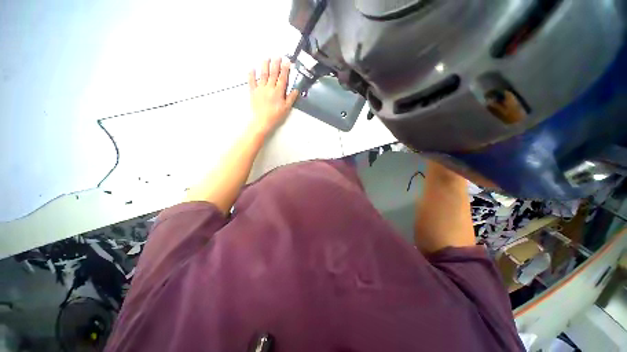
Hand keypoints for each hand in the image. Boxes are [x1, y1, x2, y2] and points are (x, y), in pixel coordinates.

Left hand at [248, 58, 298, 135]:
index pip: (283, 78)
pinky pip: (251, 81)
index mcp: (278, 92)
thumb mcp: (286, 109)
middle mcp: (269, 88)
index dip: (285, 69)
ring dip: (264, 65)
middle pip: (273, 73)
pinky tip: (252, 68)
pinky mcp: (253, 92)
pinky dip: (251, 74)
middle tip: (277, 56)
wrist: (262, 122)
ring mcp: (260, 89)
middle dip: (275, 63)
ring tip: (266, 58)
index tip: (287, 61)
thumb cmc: (275, 116)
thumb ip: (291, 98)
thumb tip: (296, 90)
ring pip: (263, 74)